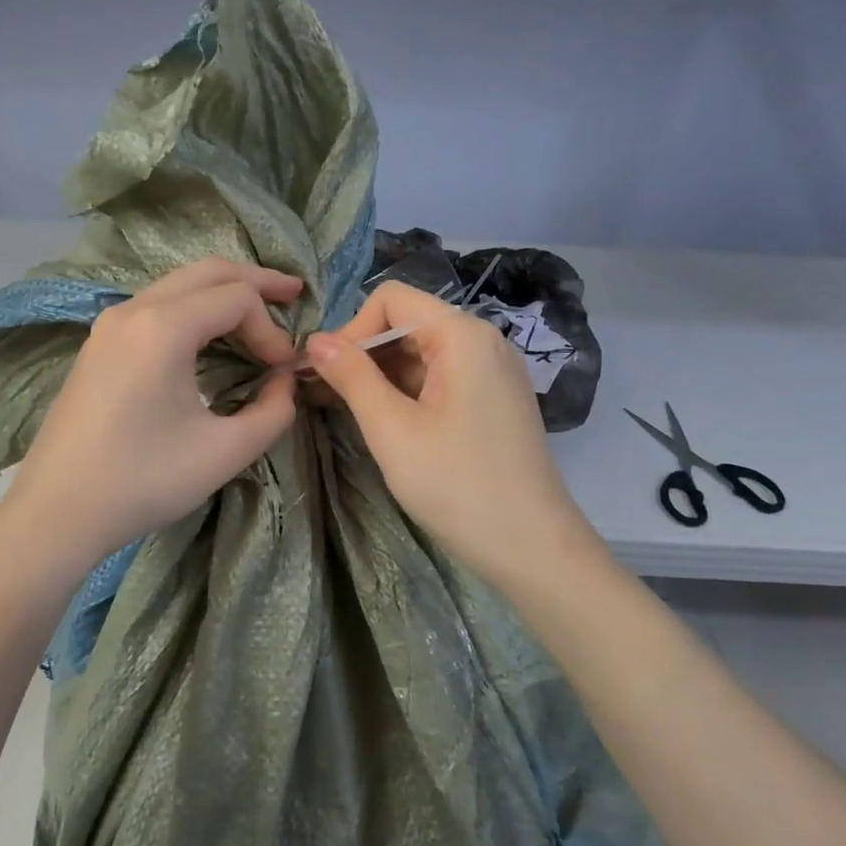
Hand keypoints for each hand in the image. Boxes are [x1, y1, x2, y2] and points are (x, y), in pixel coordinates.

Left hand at [0, 258, 301, 573]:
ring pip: (177, 285)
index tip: (284, 373)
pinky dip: (192, 311)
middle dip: (255, 282)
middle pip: (207, 272)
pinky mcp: (98, 346)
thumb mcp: (225, 452)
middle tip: (294, 294)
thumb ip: (273, 412)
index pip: (237, 299)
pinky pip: (155, 307)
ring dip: (221, 295)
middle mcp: (133, 310)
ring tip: (258, 314)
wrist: (58, 511)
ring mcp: (109, 325)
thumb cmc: (143, 481)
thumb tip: (285, 383)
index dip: (271, 330)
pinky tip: (210, 338)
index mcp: (163, 327)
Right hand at [307, 281, 595, 586]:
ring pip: (422, 354)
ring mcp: (493, 372)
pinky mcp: (494, 401)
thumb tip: (315, 341)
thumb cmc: (456, 485)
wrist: (530, 546)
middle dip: (364, 353)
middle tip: (327, 396)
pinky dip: (408, 393)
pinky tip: (387, 424)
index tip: (328, 374)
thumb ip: (352, 377)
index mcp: (462, 336)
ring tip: (350, 413)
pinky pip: (442, 379)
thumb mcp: (392, 429)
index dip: (352, 329)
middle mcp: (483, 341)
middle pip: (408, 323)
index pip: (391, 299)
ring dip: (382, 376)